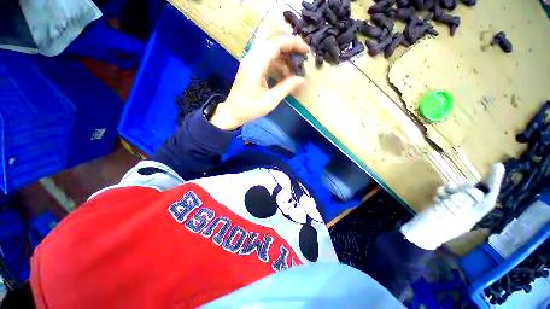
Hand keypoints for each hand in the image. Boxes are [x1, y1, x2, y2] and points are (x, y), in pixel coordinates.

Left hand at [209, 25, 308, 129]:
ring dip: (282, 46)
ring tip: (294, 60)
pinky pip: (265, 52)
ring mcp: (249, 59)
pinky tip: (284, 68)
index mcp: (255, 66)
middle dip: (287, 38)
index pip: (275, 43)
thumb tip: (300, 78)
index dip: (293, 42)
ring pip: (267, 41)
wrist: (232, 112)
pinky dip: (277, 56)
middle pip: (269, 34)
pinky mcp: (250, 64)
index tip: (305, 50)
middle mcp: (251, 57)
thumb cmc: (249, 109)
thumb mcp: (269, 102)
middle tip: (300, 50)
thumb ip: (285, 88)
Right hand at [400, 163, 504, 249]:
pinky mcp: (444, 206)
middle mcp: (467, 211)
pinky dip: (443, 192)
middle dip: (462, 187)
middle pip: (472, 192)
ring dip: (450, 190)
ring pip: (459, 192)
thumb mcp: (447, 215)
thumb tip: (477, 191)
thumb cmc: (432, 226)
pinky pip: (448, 194)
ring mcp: (455, 209)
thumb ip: (462, 203)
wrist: (417, 233)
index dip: (493, 183)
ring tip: (440, 196)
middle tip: (450, 189)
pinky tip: (436, 197)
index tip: (497, 166)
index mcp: (471, 215)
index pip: (487, 198)